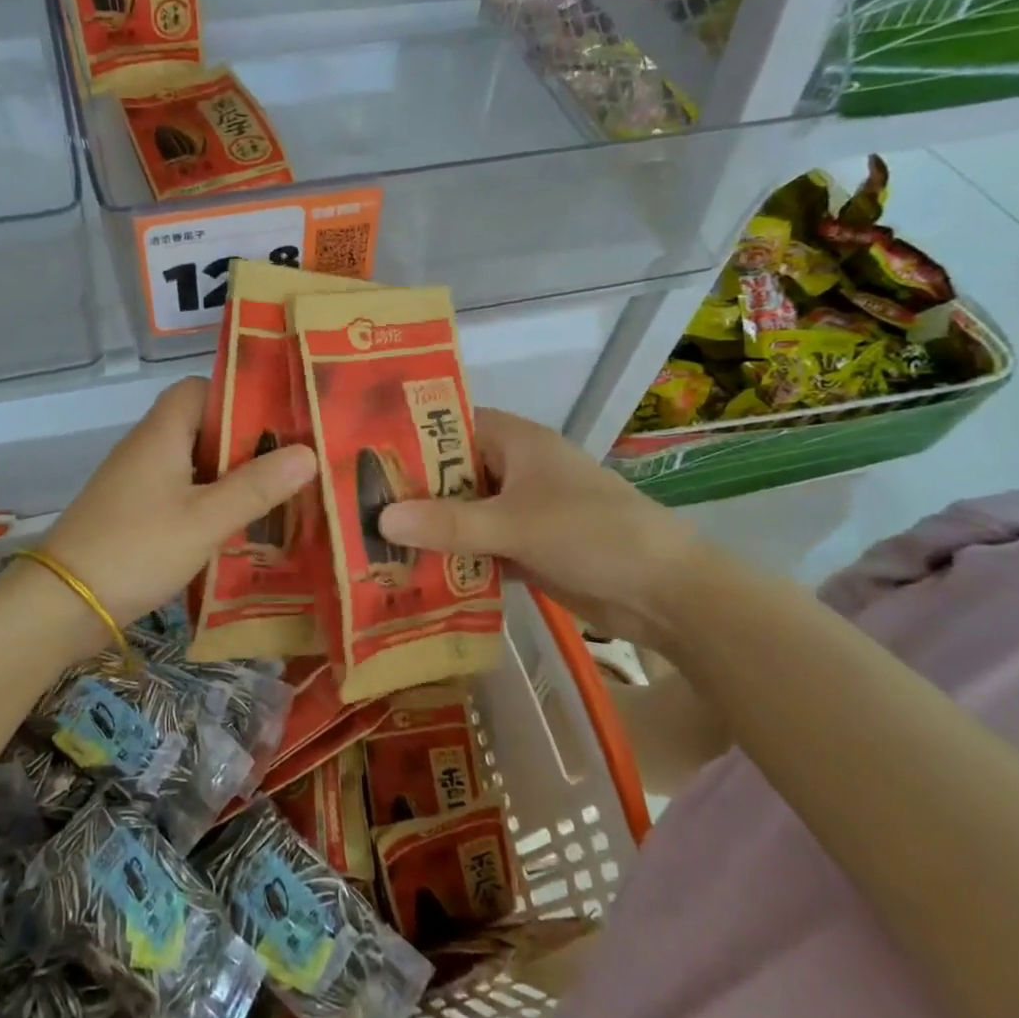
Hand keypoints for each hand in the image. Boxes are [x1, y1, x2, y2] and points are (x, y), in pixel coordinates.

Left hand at [43, 376, 316, 628]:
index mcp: (162, 433)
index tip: (278, 417)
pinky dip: (207, 502)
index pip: (198, 389)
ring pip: (192, 464)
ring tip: (276, 494)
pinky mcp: (131, 513)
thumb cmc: (138, 548)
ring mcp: (135, 482)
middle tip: (290, 461)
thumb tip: (308, 452)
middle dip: (244, 442)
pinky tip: (235, 527)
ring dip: (228, 476)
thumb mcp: (206, 519)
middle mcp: (146, 448)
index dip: (237, 394)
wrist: (62, 603)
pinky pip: (178, 493)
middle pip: (200, 426)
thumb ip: (257, 487)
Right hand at [378, 408, 703, 644]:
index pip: (449, 424)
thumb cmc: (592, 534)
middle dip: (408, 490)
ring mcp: (518, 510)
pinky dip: (450, 557)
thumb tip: (380, 519)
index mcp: (514, 441)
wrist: (667, 593)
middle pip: (449, 472)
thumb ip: (448, 523)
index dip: (407, 434)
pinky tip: (410, 573)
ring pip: (460, 513)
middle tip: (352, 505)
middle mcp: (513, 469)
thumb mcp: (514, 524)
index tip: (361, 453)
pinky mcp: (524, 547)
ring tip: (368, 541)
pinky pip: (475, 546)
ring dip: (426, 528)